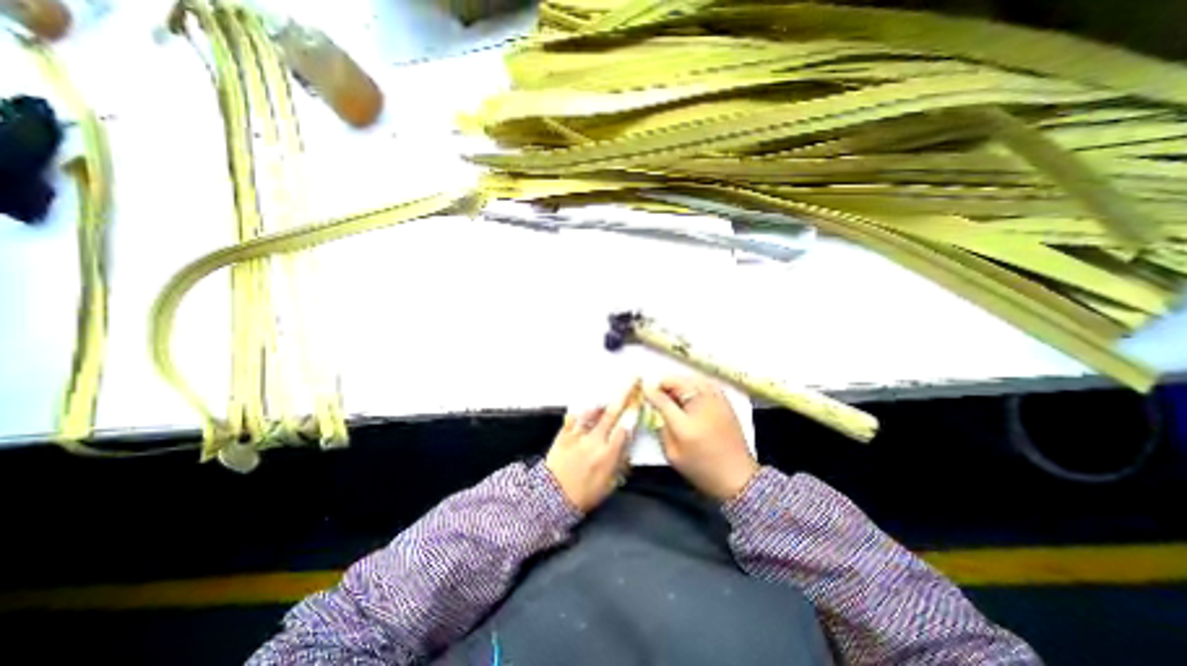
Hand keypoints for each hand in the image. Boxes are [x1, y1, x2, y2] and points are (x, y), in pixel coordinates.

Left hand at [543, 384, 639, 508]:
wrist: (553, 497)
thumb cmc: (585, 494)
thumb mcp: (608, 484)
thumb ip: (620, 462)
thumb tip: (627, 444)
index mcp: (608, 454)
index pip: (624, 428)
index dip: (632, 411)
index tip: (639, 397)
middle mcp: (595, 440)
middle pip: (612, 413)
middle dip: (624, 394)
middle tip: (632, 379)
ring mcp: (578, 435)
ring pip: (593, 411)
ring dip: (605, 397)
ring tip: (612, 386)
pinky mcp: (564, 433)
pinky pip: (575, 416)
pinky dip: (582, 408)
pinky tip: (588, 401)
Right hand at [644, 378, 755, 500]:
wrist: (738, 476)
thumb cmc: (702, 468)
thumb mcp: (673, 454)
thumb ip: (661, 428)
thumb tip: (655, 407)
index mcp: (685, 423)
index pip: (662, 398)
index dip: (650, 392)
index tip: (644, 390)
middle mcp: (702, 406)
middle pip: (679, 382)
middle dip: (666, 385)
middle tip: (659, 394)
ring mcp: (717, 401)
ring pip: (693, 379)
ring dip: (680, 383)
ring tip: (673, 393)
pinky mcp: (726, 402)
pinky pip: (706, 383)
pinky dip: (695, 384)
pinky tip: (691, 394)